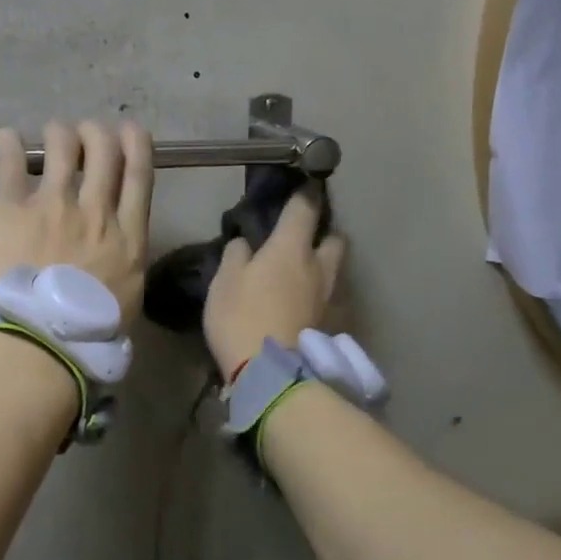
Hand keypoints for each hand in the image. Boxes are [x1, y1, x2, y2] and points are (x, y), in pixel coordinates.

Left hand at [0, 120, 155, 320]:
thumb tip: (119, 263)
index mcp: (128, 239)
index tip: (129, 131)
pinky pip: (11, 164)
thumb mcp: (126, 304)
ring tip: (52, 133)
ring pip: (62, 147)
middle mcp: (95, 212)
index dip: (136, 145)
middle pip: (103, 151)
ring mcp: (53, 206)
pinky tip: (6, 137)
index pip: (139, 176)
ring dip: (59, 133)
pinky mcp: (11, 210)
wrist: (36, 346)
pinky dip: (8, 145)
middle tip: (86, 133)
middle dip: (97, 133)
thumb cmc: (86, 339)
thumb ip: (125, 271)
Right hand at [203, 190, 345, 374]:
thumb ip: (237, 255)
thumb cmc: (242, 317)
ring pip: (336, 270)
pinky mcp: (334, 325)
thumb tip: (246, 243)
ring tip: (304, 274)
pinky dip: (322, 295)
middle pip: (334, 238)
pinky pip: (331, 298)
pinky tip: (305, 305)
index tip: (302, 185)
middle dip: (322, 233)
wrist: (272, 374)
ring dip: (324, 265)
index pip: (304, 208)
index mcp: (291, 248)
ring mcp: (331, 297)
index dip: (304, 193)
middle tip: (303, 239)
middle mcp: (319, 266)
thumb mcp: (224, 281)